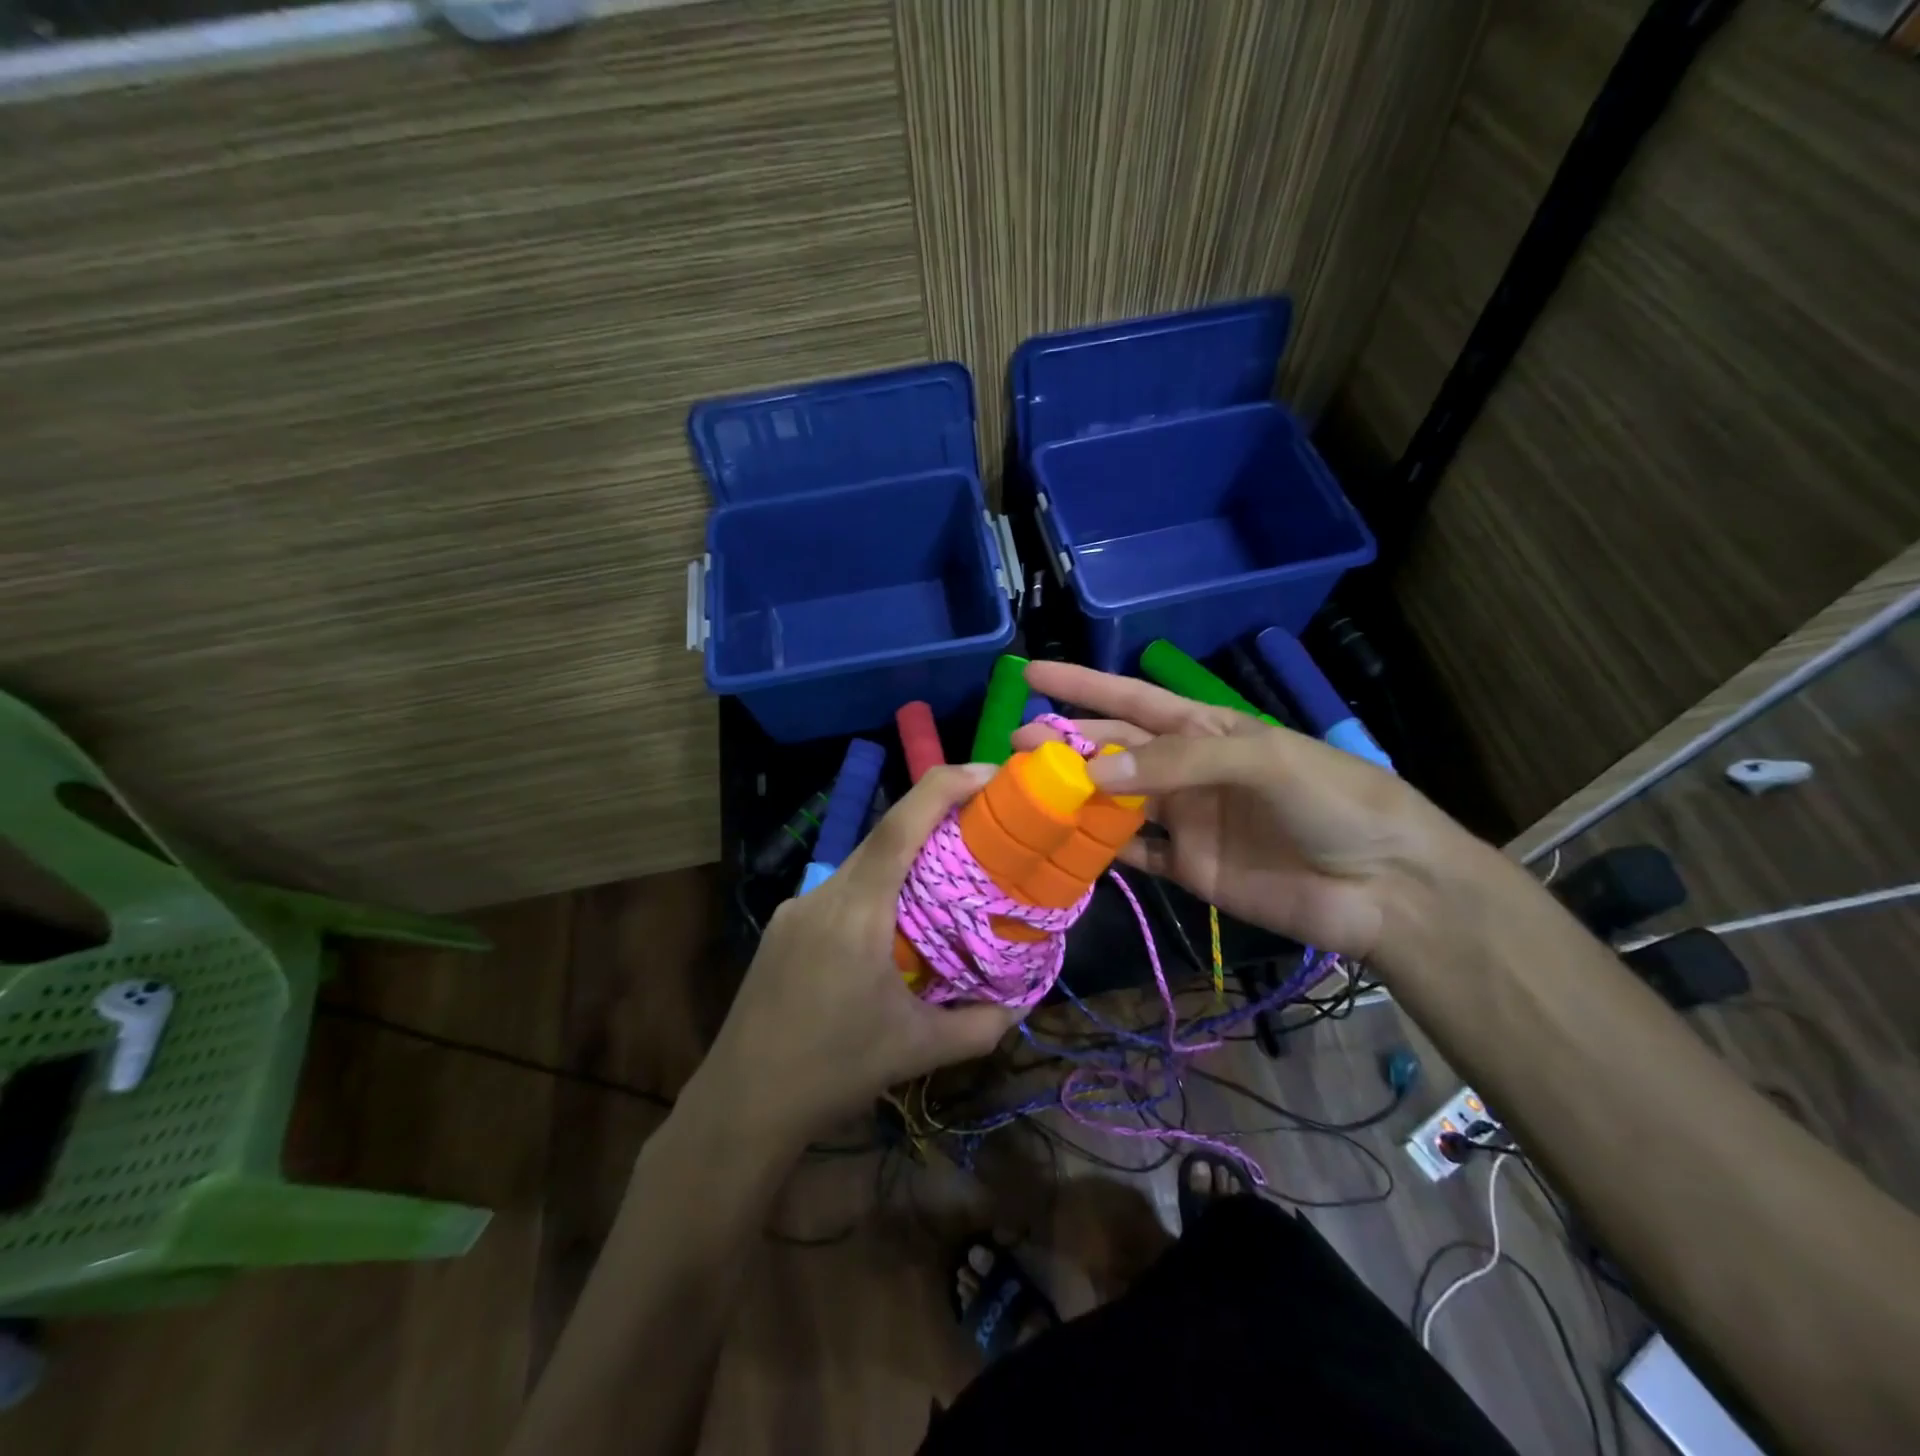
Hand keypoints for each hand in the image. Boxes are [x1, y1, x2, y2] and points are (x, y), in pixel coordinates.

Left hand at [699, 765, 1022, 1143]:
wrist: (741, 1105)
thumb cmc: (832, 1072)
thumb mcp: (916, 1050)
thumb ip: (979, 1025)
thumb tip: (1021, 1004)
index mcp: (856, 910)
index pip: (901, 824)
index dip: (946, 786)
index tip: (990, 774)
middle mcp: (823, 894)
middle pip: (885, 837)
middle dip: (936, 820)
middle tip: (985, 828)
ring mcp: (797, 909)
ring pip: (862, 865)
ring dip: (906, 861)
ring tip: (947, 882)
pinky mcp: (784, 928)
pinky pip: (841, 891)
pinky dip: (877, 890)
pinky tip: (894, 928)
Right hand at [1013, 661, 1460, 961]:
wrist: (1385, 886)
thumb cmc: (1332, 801)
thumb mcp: (1261, 760)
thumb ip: (1177, 763)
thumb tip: (1096, 774)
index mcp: (1206, 729)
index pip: (1131, 698)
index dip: (1082, 685)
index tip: (1031, 672)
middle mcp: (1187, 769)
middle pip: (1113, 750)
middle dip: (1064, 744)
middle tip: (1013, 746)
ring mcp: (1186, 819)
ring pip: (1114, 801)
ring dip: (1073, 796)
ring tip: (1025, 795)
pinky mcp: (1189, 868)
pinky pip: (1133, 853)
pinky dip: (1100, 847)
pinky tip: (1066, 844)